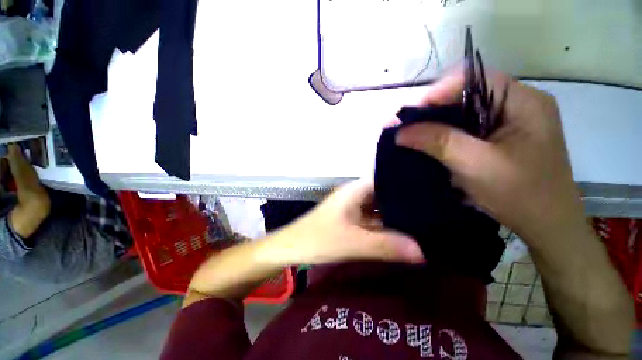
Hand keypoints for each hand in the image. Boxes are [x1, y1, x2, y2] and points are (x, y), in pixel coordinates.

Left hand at [275, 179, 424, 264]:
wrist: (292, 248)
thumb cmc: (318, 239)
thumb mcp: (353, 242)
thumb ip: (386, 245)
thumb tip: (423, 251)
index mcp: (356, 190)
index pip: (386, 178)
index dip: (406, 182)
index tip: (431, 189)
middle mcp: (356, 195)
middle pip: (385, 195)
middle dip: (406, 202)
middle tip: (436, 209)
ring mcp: (354, 208)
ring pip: (380, 209)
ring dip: (397, 216)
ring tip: (428, 221)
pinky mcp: (352, 221)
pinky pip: (374, 221)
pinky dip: (386, 226)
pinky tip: (405, 233)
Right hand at [395, 69, 587, 244]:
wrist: (547, 226)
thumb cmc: (521, 194)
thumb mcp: (475, 165)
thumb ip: (437, 141)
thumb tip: (400, 132)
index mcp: (523, 101)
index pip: (473, 79)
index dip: (438, 93)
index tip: (410, 116)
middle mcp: (518, 104)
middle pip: (467, 95)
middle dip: (433, 111)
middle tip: (407, 128)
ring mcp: (511, 122)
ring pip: (465, 113)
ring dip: (438, 124)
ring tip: (415, 136)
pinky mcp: (503, 138)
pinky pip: (468, 128)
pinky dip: (447, 135)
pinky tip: (434, 146)